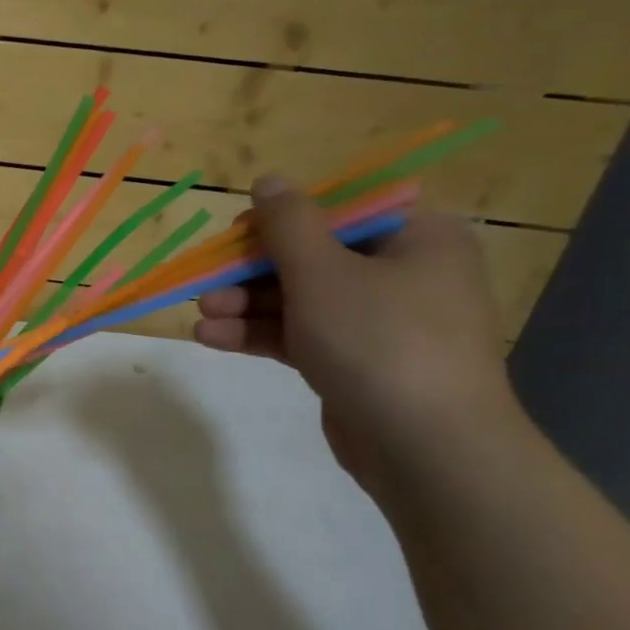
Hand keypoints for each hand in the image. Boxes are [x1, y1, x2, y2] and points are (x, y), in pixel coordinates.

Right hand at [193, 176, 518, 485]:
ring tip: (203, 315)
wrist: (427, 449)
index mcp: (416, 238)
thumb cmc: (379, 340)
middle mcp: (403, 274)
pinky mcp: (356, 362)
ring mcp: (379, 322)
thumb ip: (289, 223)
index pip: (342, 209)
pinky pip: (301, 335)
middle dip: (252, 271)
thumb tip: (269, 180)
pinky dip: (260, 334)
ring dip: (247, 305)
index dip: (285, 217)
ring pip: (300, 299)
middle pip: (313, 256)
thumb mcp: (323, 272)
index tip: (239, 234)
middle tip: (208, 281)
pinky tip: (213, 338)